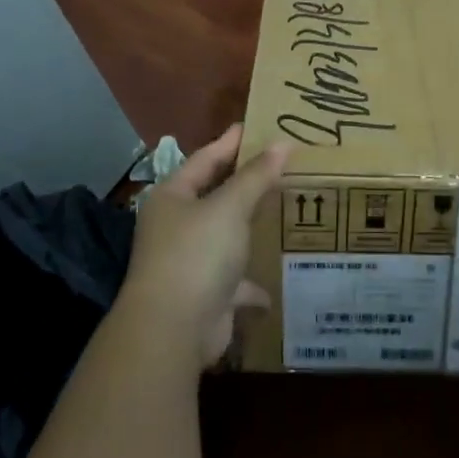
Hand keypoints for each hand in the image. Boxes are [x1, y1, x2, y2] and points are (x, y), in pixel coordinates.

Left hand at [121, 125, 290, 368]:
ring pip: (226, 238)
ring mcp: (190, 262)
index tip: (257, 127)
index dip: (231, 142)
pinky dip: (253, 282)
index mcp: (173, 197)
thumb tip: (283, 143)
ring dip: (250, 230)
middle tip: (280, 164)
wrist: (174, 330)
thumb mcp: (229, 207)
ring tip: (285, 211)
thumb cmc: (196, 254)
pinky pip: (235, 282)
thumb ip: (256, 176)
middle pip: (215, 196)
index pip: (205, 158)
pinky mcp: (206, 296)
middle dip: (246, 184)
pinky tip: (277, 280)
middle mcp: (177, 226)